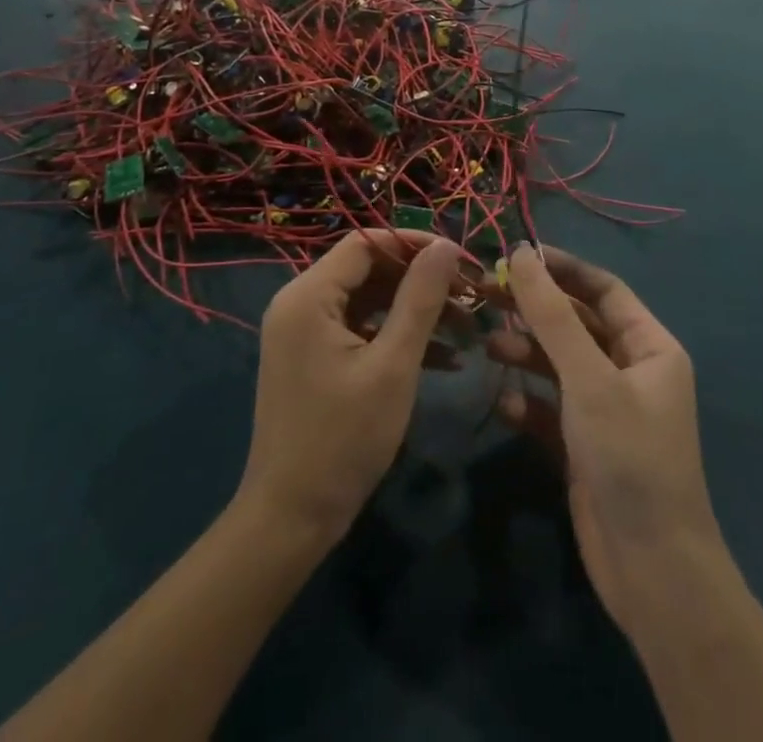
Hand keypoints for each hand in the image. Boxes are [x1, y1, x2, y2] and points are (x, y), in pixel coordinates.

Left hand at [238, 229, 464, 544]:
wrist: (291, 519)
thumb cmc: (343, 439)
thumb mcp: (392, 365)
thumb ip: (420, 299)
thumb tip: (446, 246)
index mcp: (308, 295)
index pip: (365, 243)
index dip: (413, 244)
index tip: (460, 259)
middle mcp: (300, 303)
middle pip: (368, 270)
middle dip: (421, 281)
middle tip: (470, 296)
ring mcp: (305, 333)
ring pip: (369, 301)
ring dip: (415, 311)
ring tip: (467, 327)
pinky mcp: (315, 358)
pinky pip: (361, 330)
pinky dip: (397, 338)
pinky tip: (446, 359)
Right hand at [489, 245, 720, 625]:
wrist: (652, 572)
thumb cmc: (629, 457)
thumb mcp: (588, 378)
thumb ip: (552, 315)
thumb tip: (523, 252)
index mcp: (649, 347)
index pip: (603, 289)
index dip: (561, 268)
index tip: (515, 254)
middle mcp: (630, 371)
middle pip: (576, 323)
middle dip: (534, 310)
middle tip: (485, 294)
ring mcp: (607, 410)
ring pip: (559, 364)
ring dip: (526, 353)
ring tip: (488, 347)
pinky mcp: (584, 445)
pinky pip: (551, 408)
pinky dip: (528, 402)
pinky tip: (505, 406)